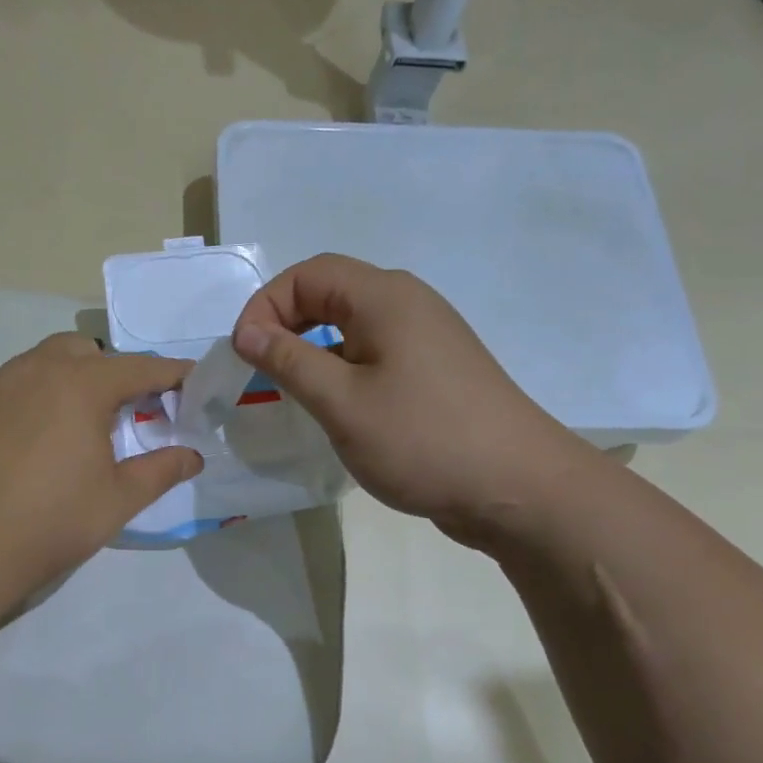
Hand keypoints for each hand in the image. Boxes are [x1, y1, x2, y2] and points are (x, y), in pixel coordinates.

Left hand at [0, 333, 202, 605]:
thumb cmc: (51, 521)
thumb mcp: (118, 499)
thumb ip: (161, 470)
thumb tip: (193, 456)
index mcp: (81, 385)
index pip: (139, 368)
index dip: (169, 374)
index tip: (188, 380)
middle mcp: (36, 370)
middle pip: (84, 352)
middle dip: (109, 371)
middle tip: (120, 411)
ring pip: (40, 363)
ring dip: (65, 380)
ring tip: (70, 425)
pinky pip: (6, 386)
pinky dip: (27, 399)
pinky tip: (24, 441)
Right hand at [231, 254, 595, 543]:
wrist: (518, 488)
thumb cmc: (422, 439)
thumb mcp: (341, 402)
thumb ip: (289, 361)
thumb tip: (247, 332)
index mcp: (385, 297)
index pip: (308, 274)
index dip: (266, 305)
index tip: (244, 353)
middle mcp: (408, 302)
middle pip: (331, 291)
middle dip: (286, 322)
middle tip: (260, 367)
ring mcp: (427, 335)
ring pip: (353, 323)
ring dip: (313, 346)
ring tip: (291, 387)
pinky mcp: (436, 368)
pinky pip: (376, 350)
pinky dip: (343, 365)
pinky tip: (337, 404)